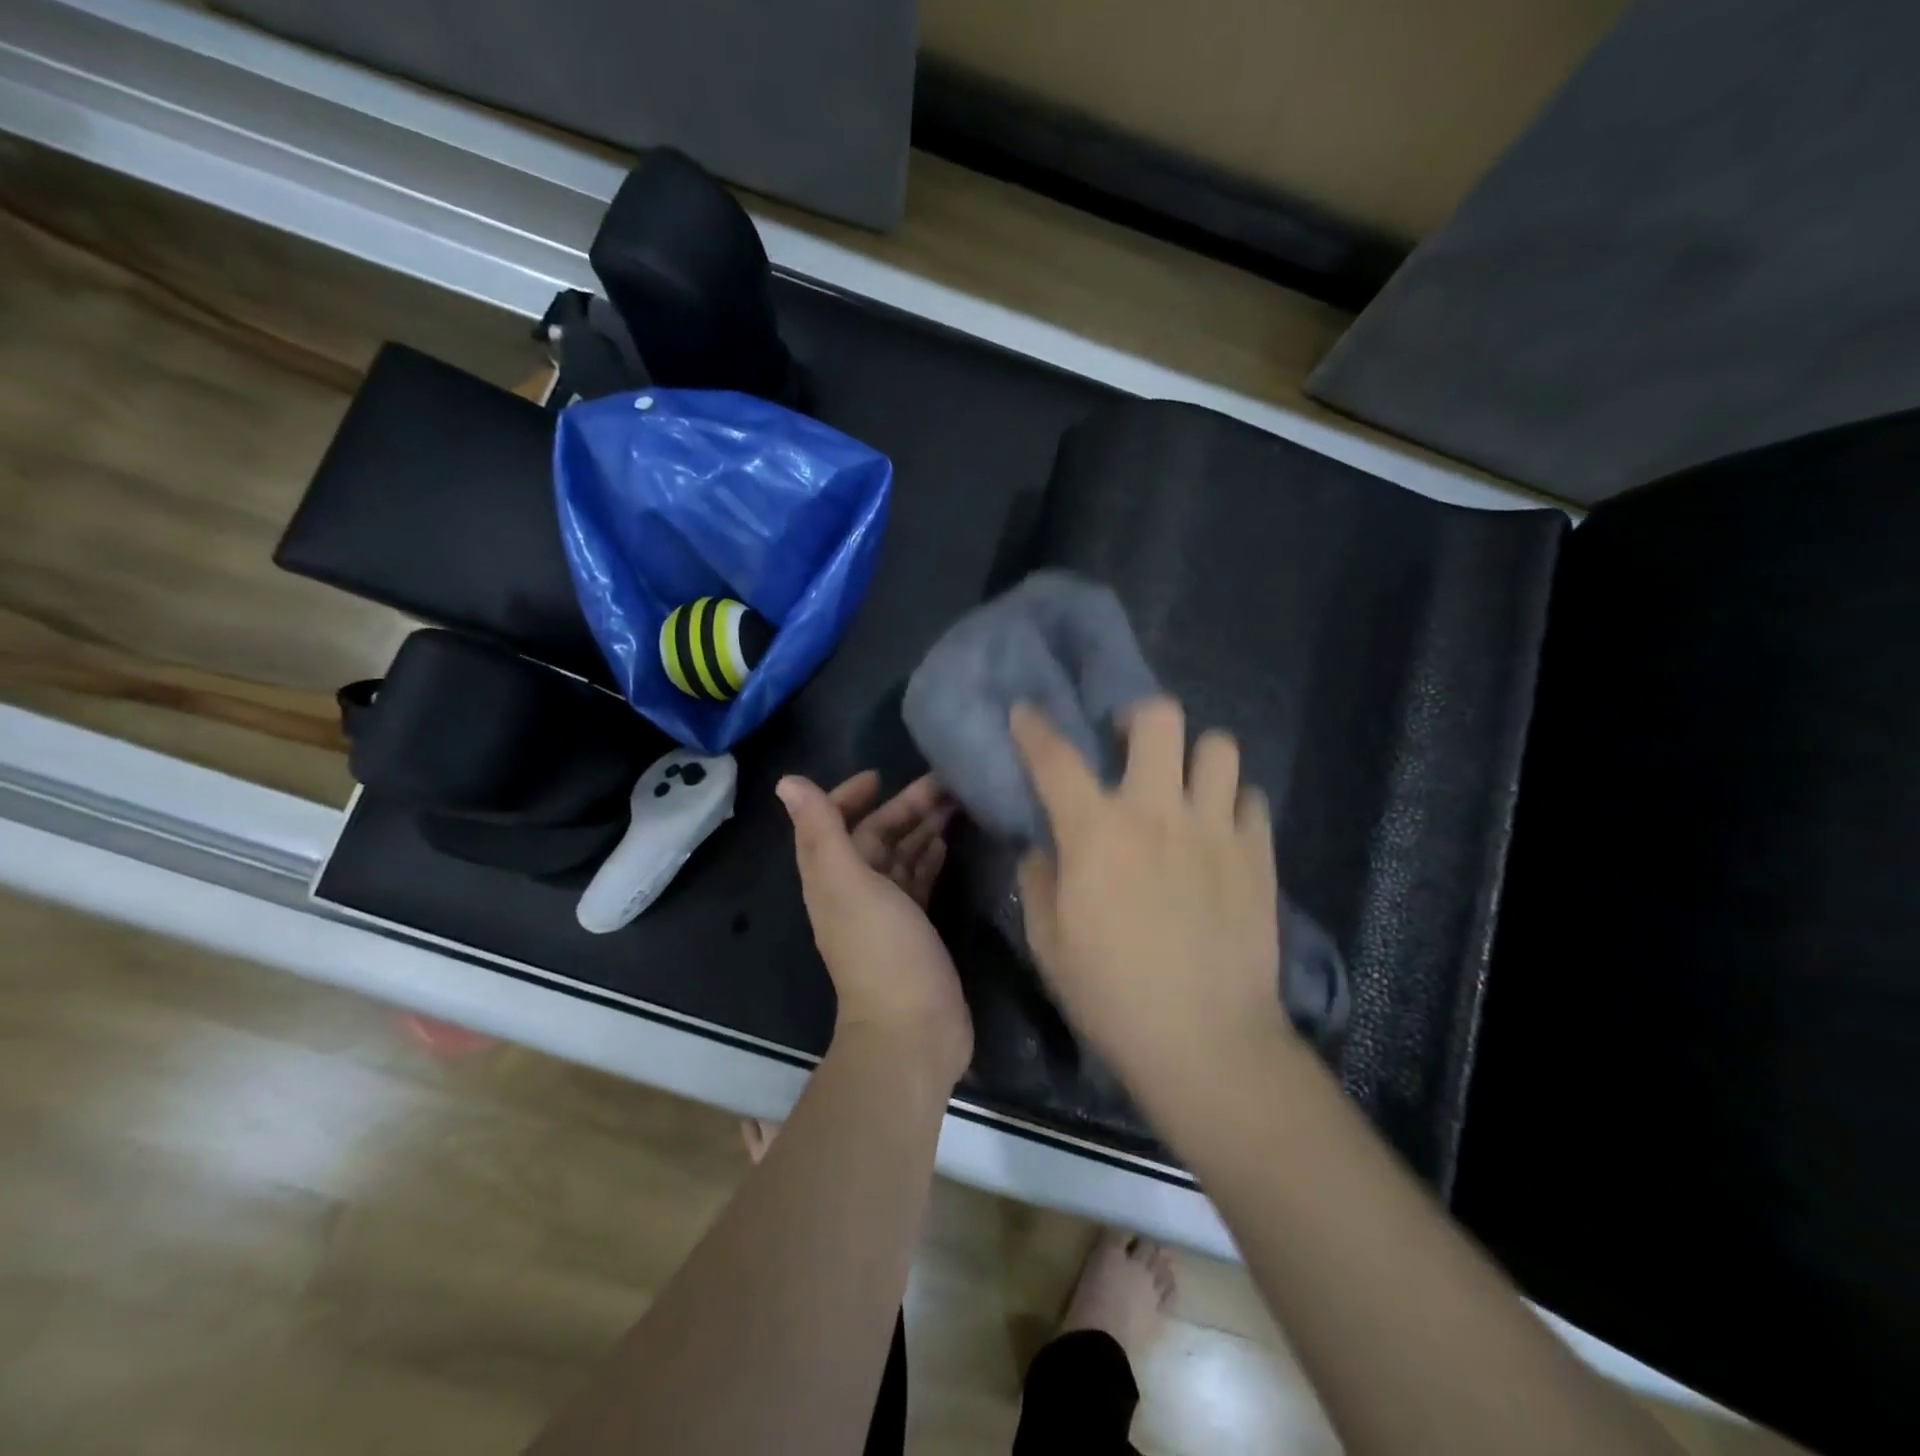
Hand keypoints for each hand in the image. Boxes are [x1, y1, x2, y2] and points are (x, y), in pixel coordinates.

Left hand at [778, 771, 971, 1087]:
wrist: (914, 1031)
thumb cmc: (882, 951)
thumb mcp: (849, 884)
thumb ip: (823, 831)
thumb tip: (787, 781)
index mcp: (832, 878)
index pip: (831, 824)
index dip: (848, 796)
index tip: (880, 776)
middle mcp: (854, 891)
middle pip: (874, 836)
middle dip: (902, 807)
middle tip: (943, 783)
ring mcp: (886, 912)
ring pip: (900, 856)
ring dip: (921, 828)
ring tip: (956, 803)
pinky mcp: (915, 928)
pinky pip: (919, 880)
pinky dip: (930, 858)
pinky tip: (948, 842)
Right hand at [1010, 698, 1293, 1085]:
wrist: (1205, 1042)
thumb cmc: (1112, 996)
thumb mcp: (1049, 943)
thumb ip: (1039, 882)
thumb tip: (1045, 849)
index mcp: (1097, 833)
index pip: (1056, 758)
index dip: (1035, 728)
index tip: (1026, 711)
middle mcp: (1158, 813)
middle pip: (1161, 720)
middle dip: (1139, 718)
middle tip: (1129, 744)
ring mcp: (1216, 830)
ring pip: (1220, 747)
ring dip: (1195, 757)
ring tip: (1183, 785)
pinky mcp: (1258, 856)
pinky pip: (1252, 800)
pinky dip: (1233, 803)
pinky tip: (1220, 829)